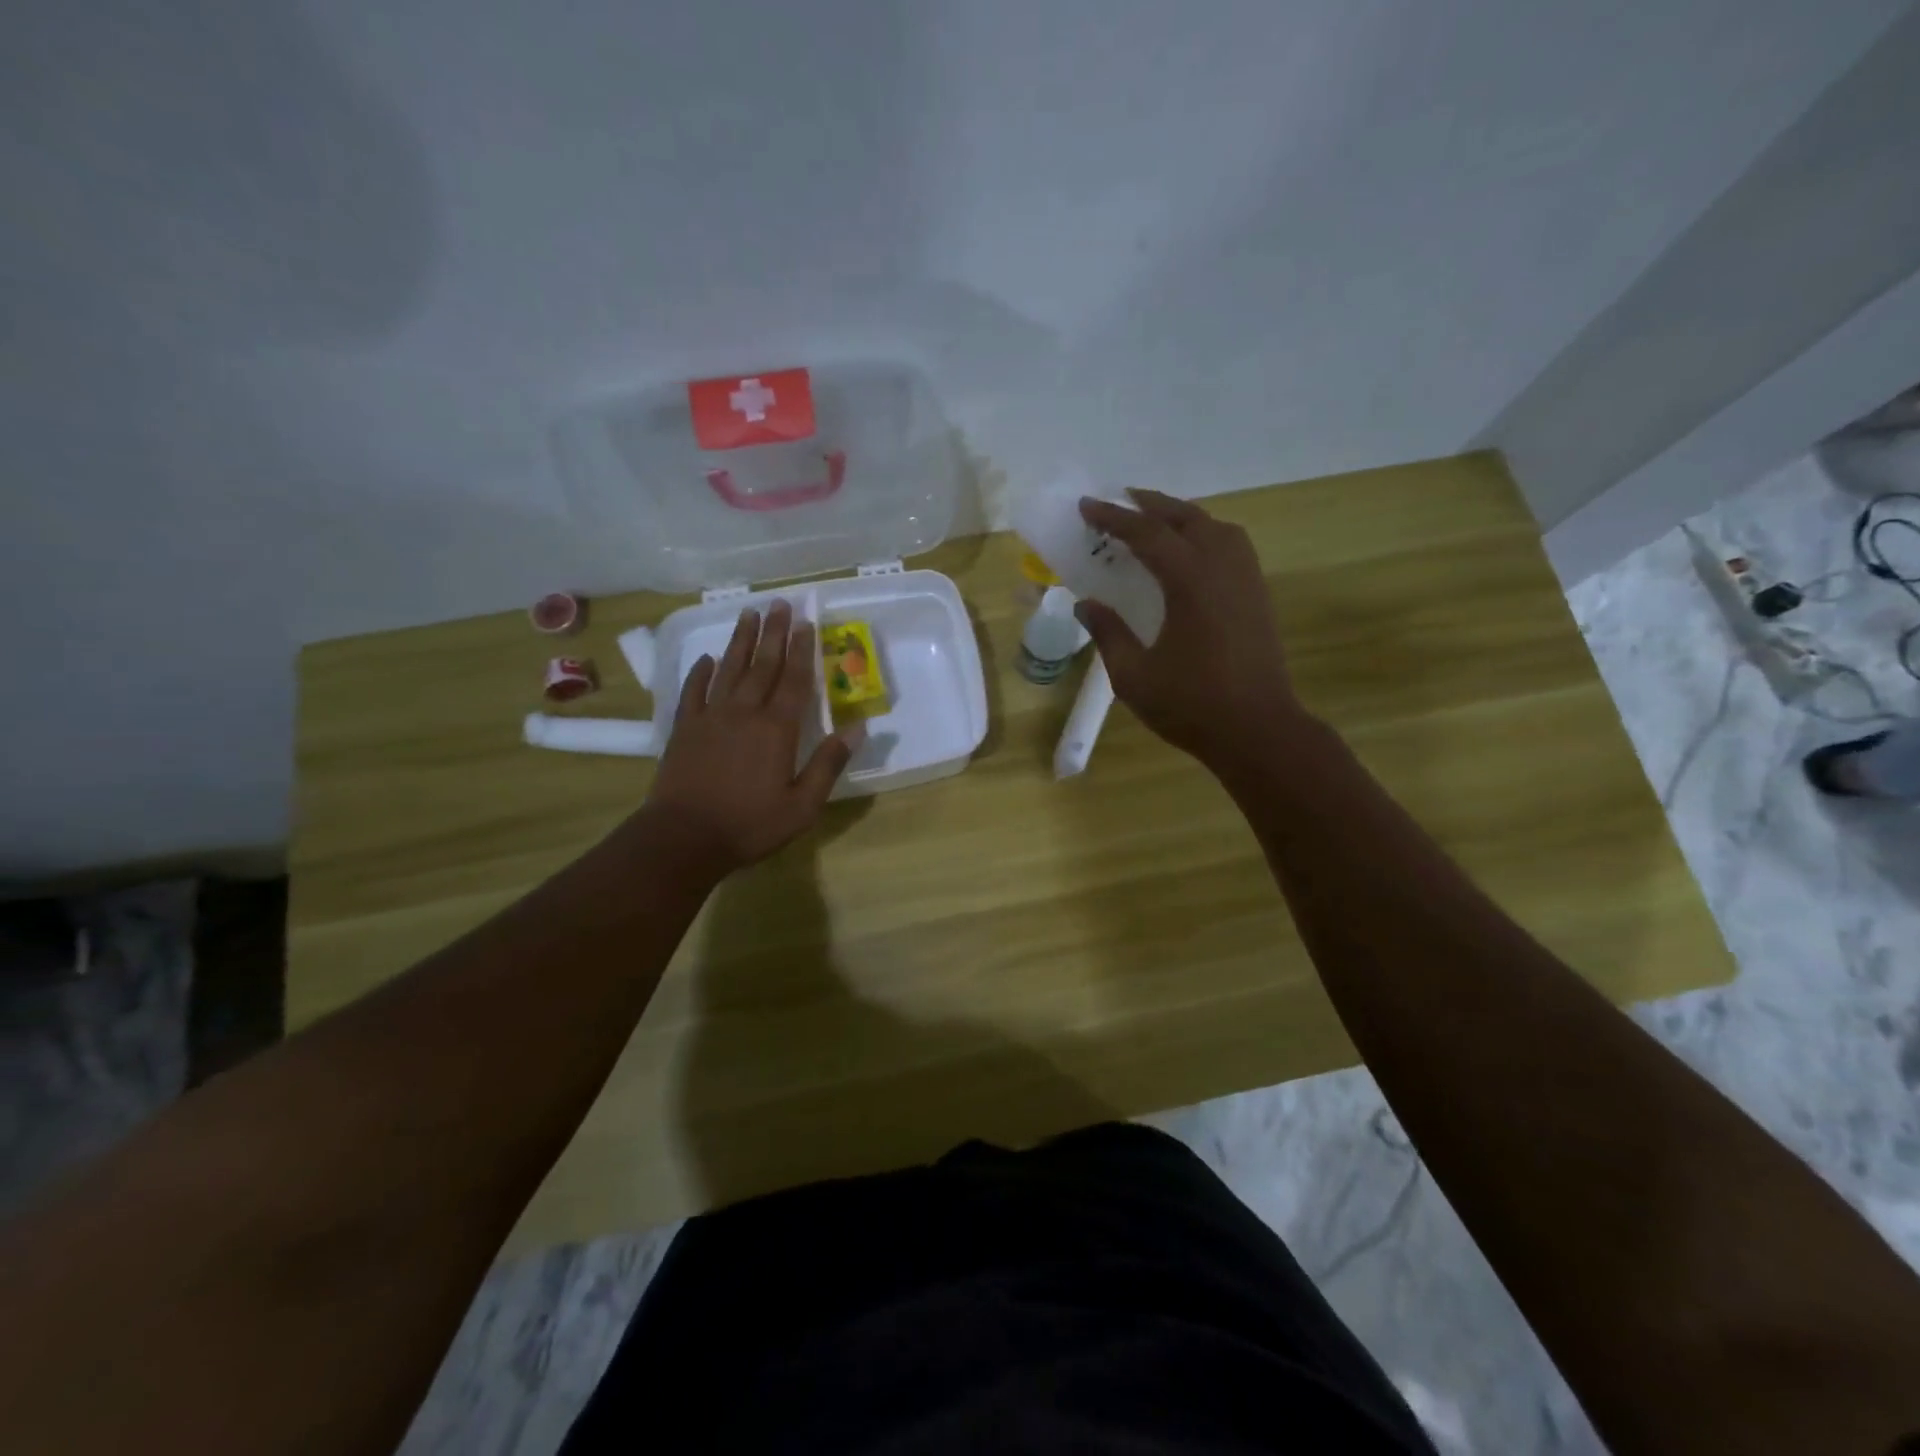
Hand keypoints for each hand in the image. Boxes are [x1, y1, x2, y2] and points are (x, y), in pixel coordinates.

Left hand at [641, 600, 854, 874]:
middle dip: (773, 633)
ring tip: (748, 613)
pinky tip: (706, 659)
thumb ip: (829, 764)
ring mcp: (710, 717)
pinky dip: (700, 673)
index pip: (795, 680)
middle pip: (762, 665)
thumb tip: (858, 728)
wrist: (683, 838)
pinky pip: (693, 691)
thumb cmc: (750, 825)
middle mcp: (744, 713)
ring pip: (728, 670)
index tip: (805, 622)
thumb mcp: (802, 805)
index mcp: (777, 729)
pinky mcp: (684, 729)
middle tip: (778, 603)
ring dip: (740, 641)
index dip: (802, 650)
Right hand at [1075, 490, 1306, 772]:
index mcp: (1190, 581)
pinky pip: (1232, 546)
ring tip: (1156, 520)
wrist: (1258, 730)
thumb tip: (1086, 605)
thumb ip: (1108, 634)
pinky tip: (1193, 554)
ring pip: (1216, 527)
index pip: (1147, 534)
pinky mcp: (1258, 596)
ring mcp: (1246, 580)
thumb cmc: (1191, 705)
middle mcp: (1222, 568)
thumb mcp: (1133, 675)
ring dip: (1183, 516)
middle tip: (1121, 500)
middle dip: (1150, 505)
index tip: (1087, 506)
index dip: (1114, 518)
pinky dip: (1206, 534)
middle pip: (1186, 518)